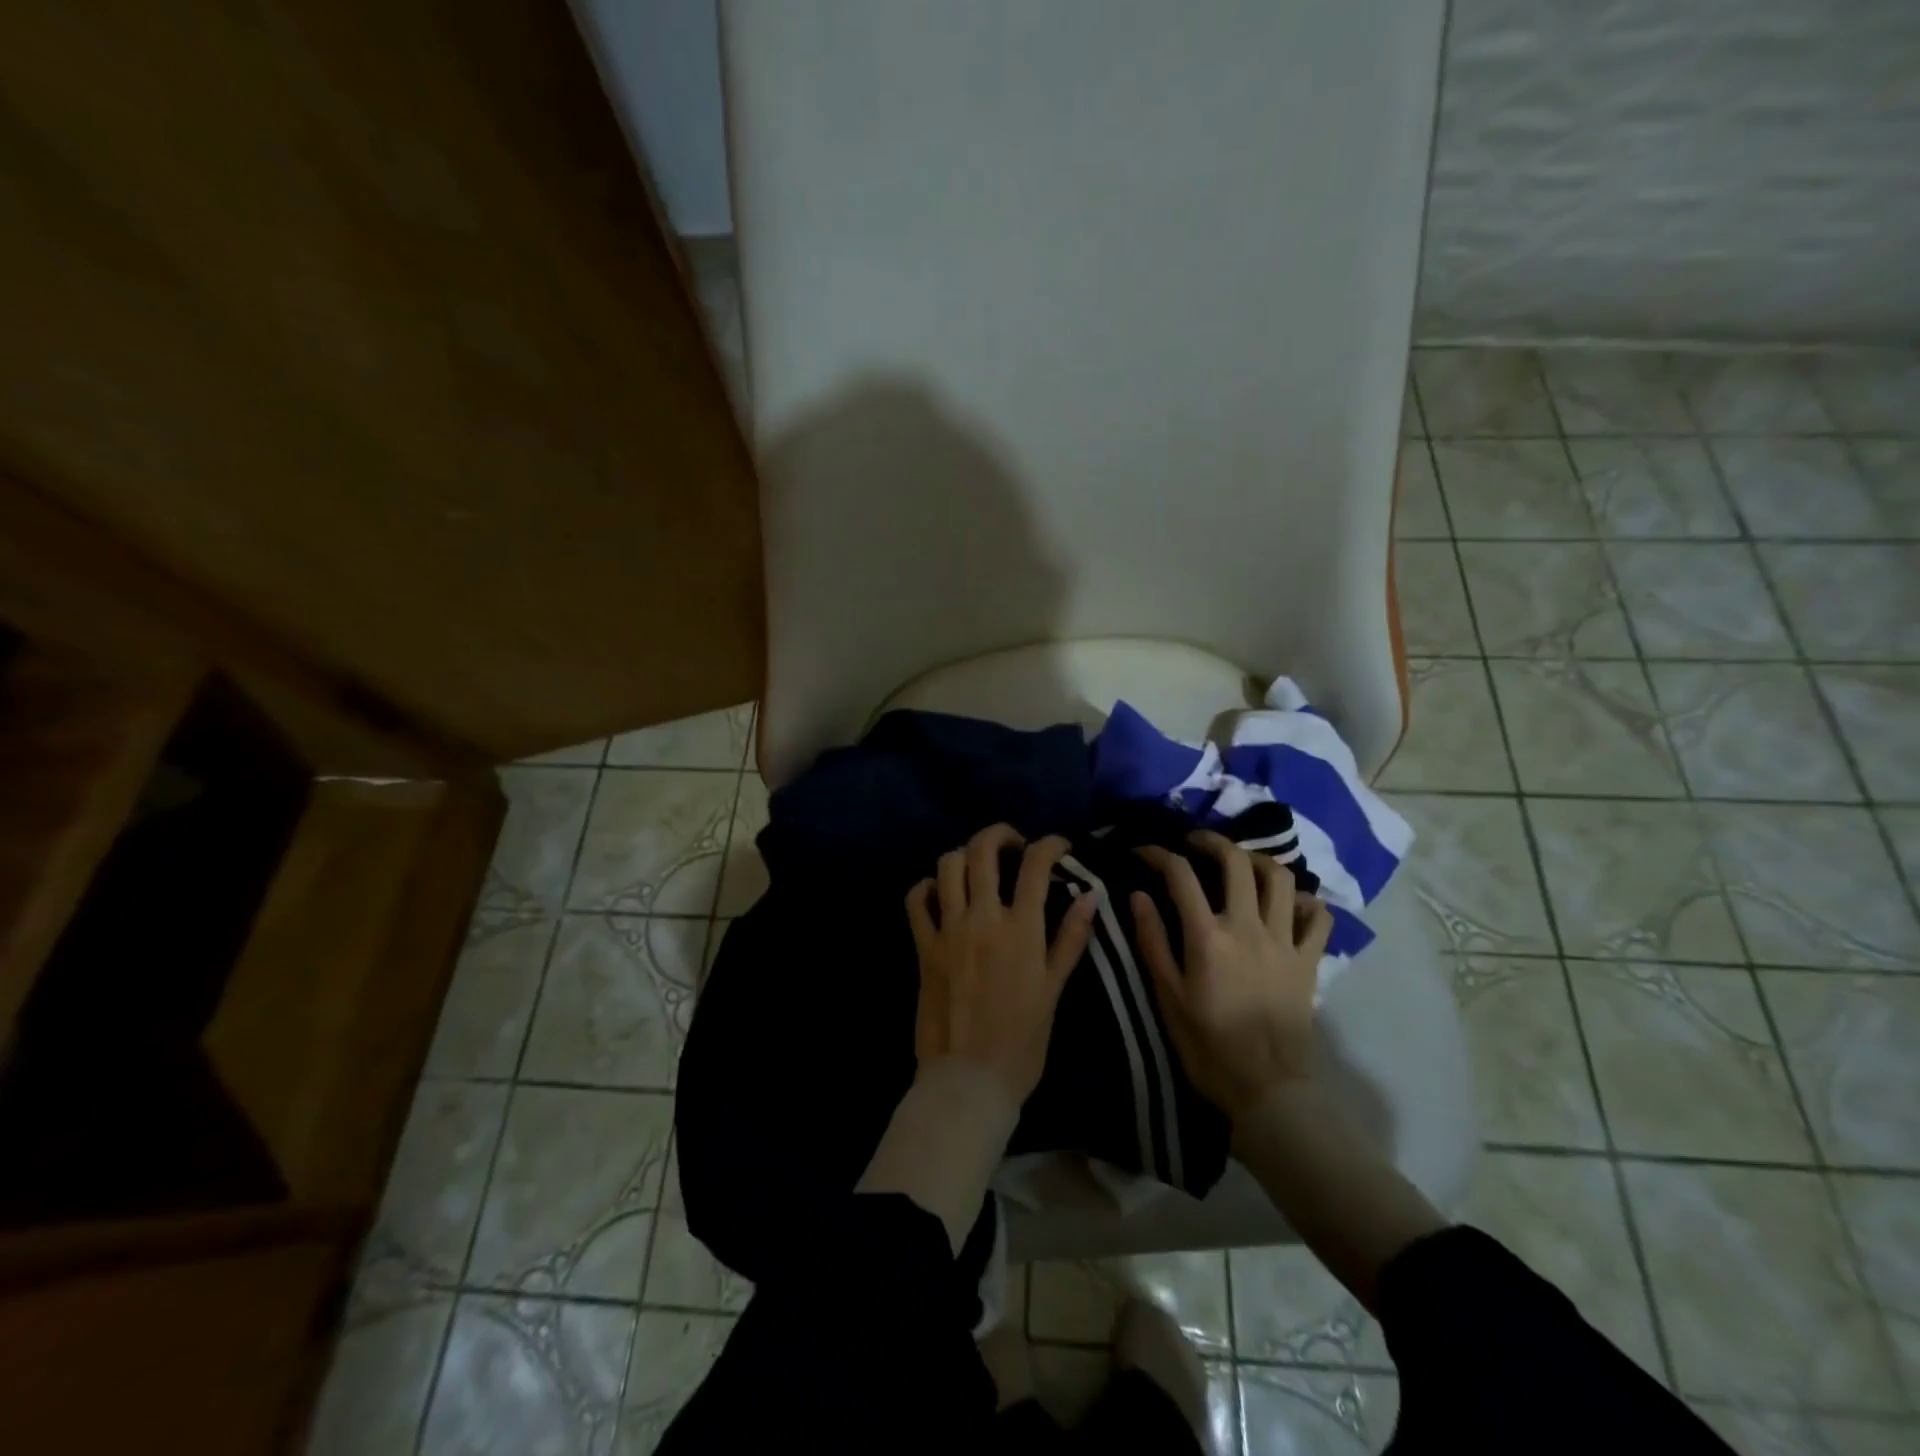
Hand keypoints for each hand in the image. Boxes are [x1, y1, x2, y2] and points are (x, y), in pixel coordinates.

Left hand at [905, 824, 1099, 1106]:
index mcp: (1022, 930)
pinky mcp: (923, 946)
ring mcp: (948, 930)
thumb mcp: (1054, 990)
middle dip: (1000, 834)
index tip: (1058, 845)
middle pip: (983, 850)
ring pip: (948, 866)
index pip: (1035, 865)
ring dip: (964, 855)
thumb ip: (1071, 938)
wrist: (969, 1081)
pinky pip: (916, 900)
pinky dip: (927, 886)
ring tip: (978, 866)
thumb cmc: (1022, 1042)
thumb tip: (1090, 894)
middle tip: (1013, 843)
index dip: (1049, 844)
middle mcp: (983, 919)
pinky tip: (939, 891)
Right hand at [1131, 831, 1333, 1120]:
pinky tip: (1289, 904)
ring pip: (1280, 879)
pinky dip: (1305, 902)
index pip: (1180, 875)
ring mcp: (1284, 942)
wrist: (1266, 1089)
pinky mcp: (1308, 961)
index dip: (1158, 854)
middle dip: (1212, 841)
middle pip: (1235, 862)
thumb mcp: (1168, 996)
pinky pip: (1318, 919)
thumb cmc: (1208, 1045)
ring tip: (1241, 863)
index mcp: (1207, 936)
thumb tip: (1138, 896)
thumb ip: (1153, 941)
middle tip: (1195, 842)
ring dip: (1258, 860)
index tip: (1143, 851)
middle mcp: (1248, 927)